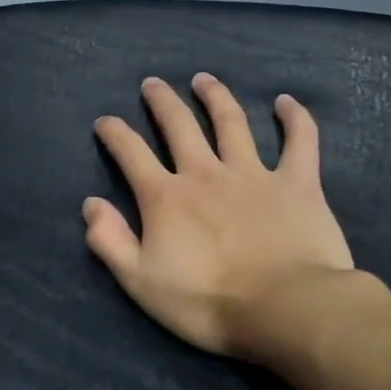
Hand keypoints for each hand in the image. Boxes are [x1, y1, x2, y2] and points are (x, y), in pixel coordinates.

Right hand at [84, 75, 355, 368]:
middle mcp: (204, 173)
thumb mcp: (140, 281)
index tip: (105, 121)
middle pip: (178, 125)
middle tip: (152, 83)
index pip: (131, 153)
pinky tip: (286, 102)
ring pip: (231, 123)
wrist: (286, 310)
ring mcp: (253, 174)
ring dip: (215, 97)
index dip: (114, 133)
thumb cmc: (207, 301)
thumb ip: (109, 241)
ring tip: (203, 79)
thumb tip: (91, 204)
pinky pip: (299, 142)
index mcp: (165, 197)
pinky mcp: (298, 184)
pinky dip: (294, 119)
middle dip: (161, 101)